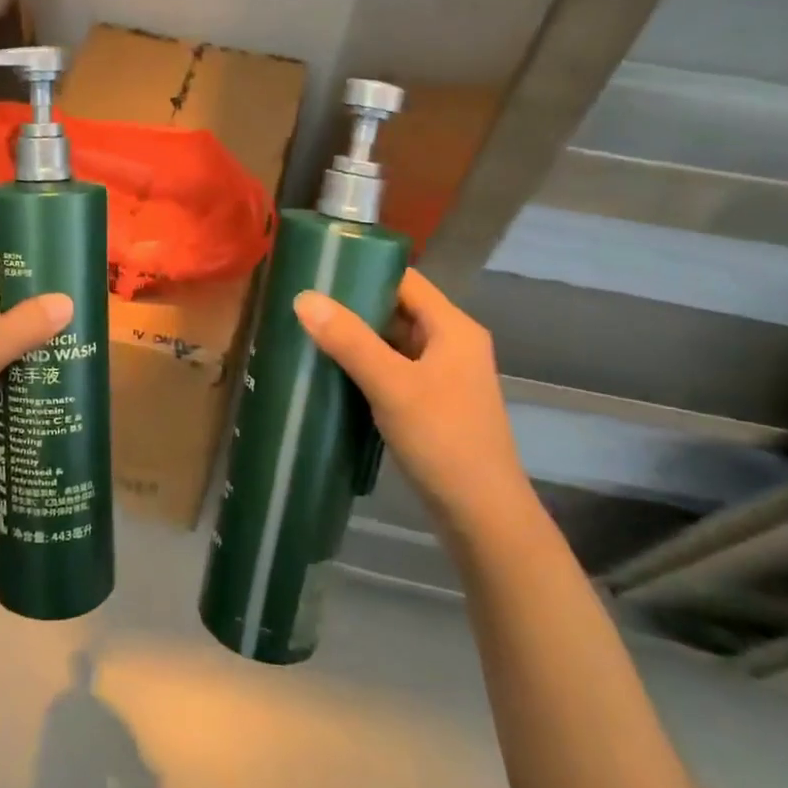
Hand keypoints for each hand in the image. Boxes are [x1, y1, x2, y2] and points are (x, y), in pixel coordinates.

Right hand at [294, 268, 531, 530]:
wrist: (483, 517)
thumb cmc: (443, 440)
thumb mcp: (392, 386)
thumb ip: (349, 340)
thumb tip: (304, 297)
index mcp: (453, 328)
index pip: (405, 280)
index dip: (364, 271)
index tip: (319, 273)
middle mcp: (453, 344)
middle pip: (398, 309)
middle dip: (354, 307)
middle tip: (305, 306)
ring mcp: (445, 376)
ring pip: (394, 342)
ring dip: (358, 339)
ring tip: (310, 335)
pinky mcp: (434, 404)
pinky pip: (395, 370)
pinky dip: (367, 367)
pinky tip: (333, 374)